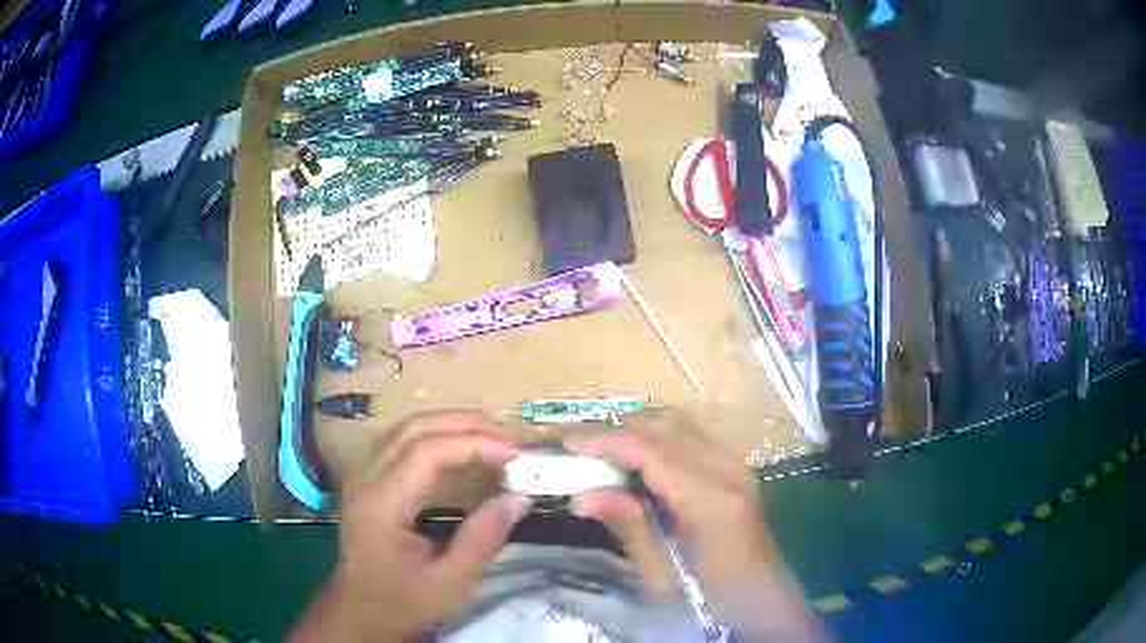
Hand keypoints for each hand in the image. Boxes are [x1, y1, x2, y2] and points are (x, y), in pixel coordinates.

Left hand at [290, 412, 531, 641]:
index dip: (475, 443)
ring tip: (494, 440)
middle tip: (511, 439)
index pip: (427, 451)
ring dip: (451, 427)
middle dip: (466, 425)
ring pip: (406, 431)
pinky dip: (437, 441)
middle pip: (414, 428)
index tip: (517, 454)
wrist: (359, 615)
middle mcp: (366, 480)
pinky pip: (402, 447)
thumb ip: (483, 538)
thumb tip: (520, 497)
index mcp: (381, 503)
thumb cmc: (402, 604)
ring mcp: (363, 479)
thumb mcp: (450, 582)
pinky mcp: (369, 485)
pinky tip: (462, 454)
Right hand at [564, 408, 824, 641]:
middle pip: (665, 427)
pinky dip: (654, 437)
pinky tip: (634, 460)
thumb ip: (627, 527)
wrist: (759, 592)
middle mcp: (727, 468)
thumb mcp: (661, 574)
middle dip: (616, 430)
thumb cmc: (711, 593)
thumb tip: (581, 495)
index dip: (607, 442)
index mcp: (711, 500)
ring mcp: (734, 462)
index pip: (654, 452)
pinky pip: (687, 436)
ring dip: (635, 430)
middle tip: (577, 448)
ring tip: (601, 452)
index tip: (567, 444)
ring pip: (677, 424)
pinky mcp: (732, 464)